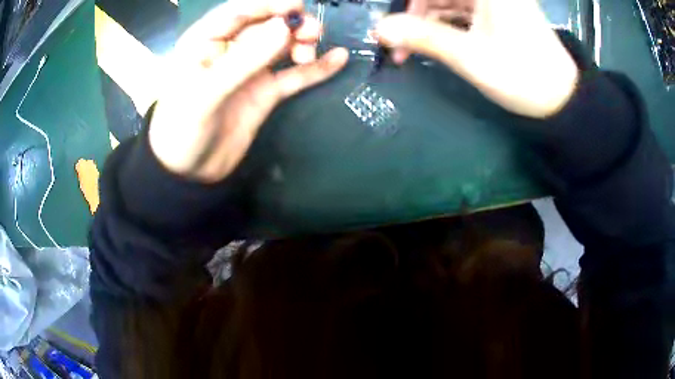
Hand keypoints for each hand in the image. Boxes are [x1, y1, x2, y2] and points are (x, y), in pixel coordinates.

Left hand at [149, 0, 348, 181]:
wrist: (189, 172)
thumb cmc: (183, 129)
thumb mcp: (207, 93)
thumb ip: (245, 60)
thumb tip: (285, 27)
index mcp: (205, 42)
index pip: (238, 11)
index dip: (268, 4)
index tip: (297, 7)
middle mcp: (229, 50)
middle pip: (265, 25)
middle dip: (290, 24)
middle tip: (312, 32)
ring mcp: (249, 71)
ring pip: (281, 46)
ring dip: (302, 42)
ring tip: (312, 49)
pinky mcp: (264, 92)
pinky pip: (293, 75)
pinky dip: (315, 68)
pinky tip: (337, 59)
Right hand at [376, 0, 578, 118]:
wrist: (561, 99)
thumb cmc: (521, 75)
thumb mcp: (470, 56)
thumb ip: (423, 37)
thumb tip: (379, 28)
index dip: (409, 7)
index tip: (391, 27)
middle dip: (415, 16)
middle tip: (397, 45)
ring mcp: (493, 1)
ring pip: (447, 3)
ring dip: (427, 23)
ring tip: (411, 50)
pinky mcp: (496, 13)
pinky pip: (460, 12)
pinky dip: (445, 26)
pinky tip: (435, 44)